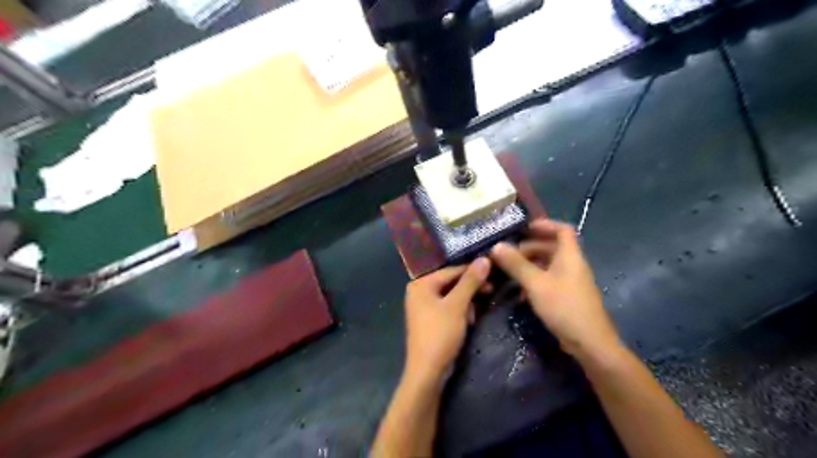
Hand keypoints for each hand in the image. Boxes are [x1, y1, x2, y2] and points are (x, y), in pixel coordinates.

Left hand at [404, 258, 490, 381]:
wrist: (427, 372)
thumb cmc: (440, 334)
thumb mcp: (457, 305)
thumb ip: (470, 282)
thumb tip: (484, 259)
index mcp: (421, 284)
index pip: (451, 271)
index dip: (473, 271)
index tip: (495, 272)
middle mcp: (420, 292)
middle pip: (451, 283)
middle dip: (470, 289)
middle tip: (491, 291)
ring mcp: (424, 307)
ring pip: (452, 296)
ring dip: (467, 303)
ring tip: (475, 313)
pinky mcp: (431, 320)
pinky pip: (449, 308)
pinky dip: (460, 312)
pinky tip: (470, 320)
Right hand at [488, 218, 622, 360]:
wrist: (589, 343)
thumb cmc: (564, 307)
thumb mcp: (536, 284)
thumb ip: (516, 264)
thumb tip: (496, 246)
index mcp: (570, 256)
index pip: (563, 230)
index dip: (545, 225)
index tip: (524, 228)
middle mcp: (572, 265)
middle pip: (552, 247)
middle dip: (530, 247)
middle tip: (509, 253)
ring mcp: (571, 281)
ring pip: (549, 264)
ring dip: (530, 264)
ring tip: (510, 270)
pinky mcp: (567, 296)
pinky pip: (549, 279)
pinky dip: (534, 279)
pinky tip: (520, 291)